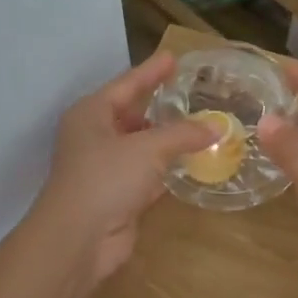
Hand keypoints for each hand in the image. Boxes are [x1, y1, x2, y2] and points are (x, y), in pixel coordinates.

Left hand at [36, 51, 217, 284]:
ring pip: (144, 146)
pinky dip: (169, 169)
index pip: (127, 84)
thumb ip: (184, 134)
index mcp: (92, 114)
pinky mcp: (120, 196)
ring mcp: (107, 168)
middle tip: (195, 94)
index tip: (174, 58)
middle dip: (163, 107)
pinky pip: (150, 175)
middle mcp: (96, 137)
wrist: (78, 239)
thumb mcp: (147, 148)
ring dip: (170, 140)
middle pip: (134, 114)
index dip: (151, 71)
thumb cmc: (106, 179)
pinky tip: (194, 162)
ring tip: (204, 126)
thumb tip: (219, 126)